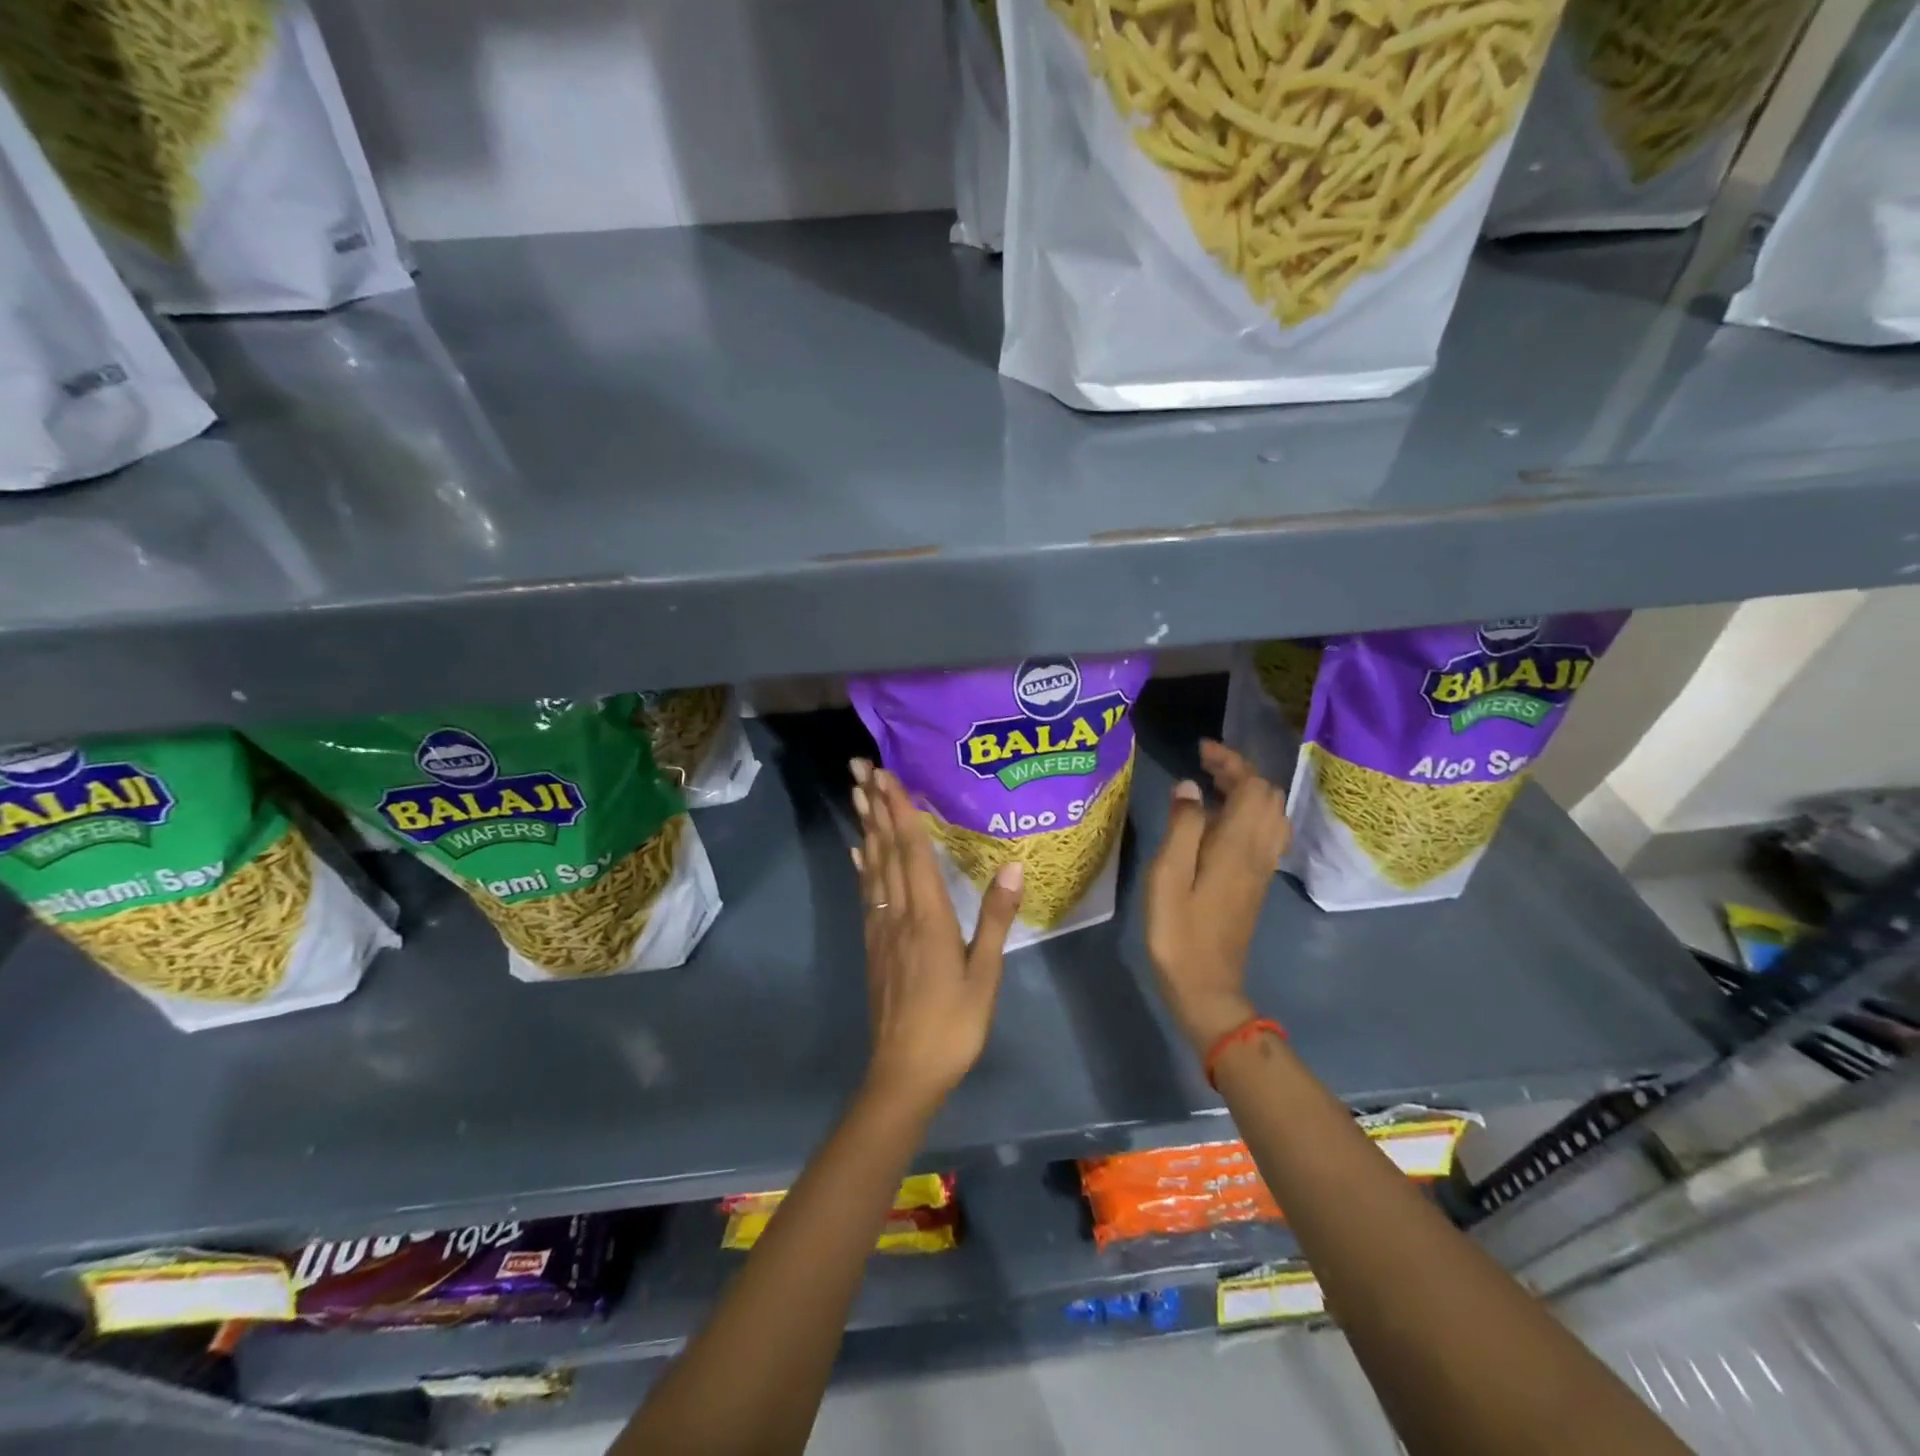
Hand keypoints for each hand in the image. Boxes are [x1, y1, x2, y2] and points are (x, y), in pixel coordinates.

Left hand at [850, 759, 1023, 1114]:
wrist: (904, 1072)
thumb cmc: (953, 1024)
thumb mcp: (985, 974)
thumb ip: (996, 918)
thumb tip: (1012, 865)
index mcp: (928, 916)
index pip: (912, 851)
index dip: (900, 811)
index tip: (886, 775)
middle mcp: (898, 912)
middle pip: (885, 849)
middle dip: (875, 806)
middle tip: (860, 767)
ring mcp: (881, 928)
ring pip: (871, 866)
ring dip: (865, 827)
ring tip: (857, 794)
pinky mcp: (873, 944)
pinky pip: (867, 893)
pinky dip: (862, 866)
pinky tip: (858, 852)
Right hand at [1145, 740, 1290, 1054]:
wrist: (1206, 986)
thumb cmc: (1178, 931)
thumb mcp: (1167, 876)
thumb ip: (1181, 827)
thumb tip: (1189, 787)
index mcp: (1237, 844)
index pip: (1251, 785)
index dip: (1231, 761)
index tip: (1201, 749)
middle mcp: (1258, 850)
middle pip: (1267, 795)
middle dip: (1240, 771)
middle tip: (1203, 767)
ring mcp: (1261, 868)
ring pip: (1271, 814)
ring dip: (1247, 791)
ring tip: (1210, 787)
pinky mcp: (1256, 883)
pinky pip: (1265, 833)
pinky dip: (1248, 813)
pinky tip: (1218, 822)